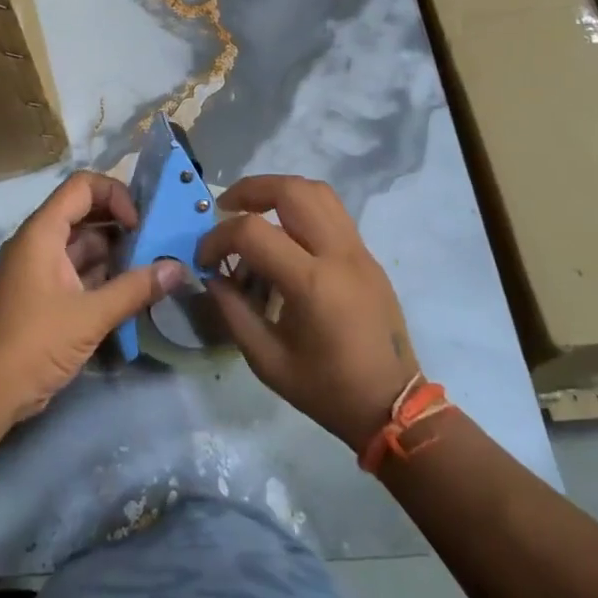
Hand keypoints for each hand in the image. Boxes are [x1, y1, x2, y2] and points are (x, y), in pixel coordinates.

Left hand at [0, 171, 183, 421]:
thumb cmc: (36, 343)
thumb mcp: (91, 315)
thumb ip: (136, 289)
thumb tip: (178, 269)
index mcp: (42, 232)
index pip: (82, 186)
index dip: (115, 195)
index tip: (138, 225)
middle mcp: (38, 241)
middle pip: (84, 213)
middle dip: (120, 224)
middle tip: (154, 244)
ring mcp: (38, 267)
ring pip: (82, 244)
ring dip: (114, 252)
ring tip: (149, 268)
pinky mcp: (42, 293)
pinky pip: (75, 269)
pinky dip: (101, 274)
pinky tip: (130, 291)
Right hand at [198, 175, 419, 452]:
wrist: (393, 407)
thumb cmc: (327, 390)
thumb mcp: (267, 360)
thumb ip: (233, 311)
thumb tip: (211, 276)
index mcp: (312, 284)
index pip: (253, 232)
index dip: (218, 238)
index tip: (204, 258)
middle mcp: (338, 255)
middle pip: (292, 191)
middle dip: (250, 190)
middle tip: (225, 207)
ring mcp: (358, 251)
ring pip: (317, 192)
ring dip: (279, 191)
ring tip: (254, 210)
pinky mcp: (368, 255)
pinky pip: (332, 212)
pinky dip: (301, 208)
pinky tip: (284, 234)